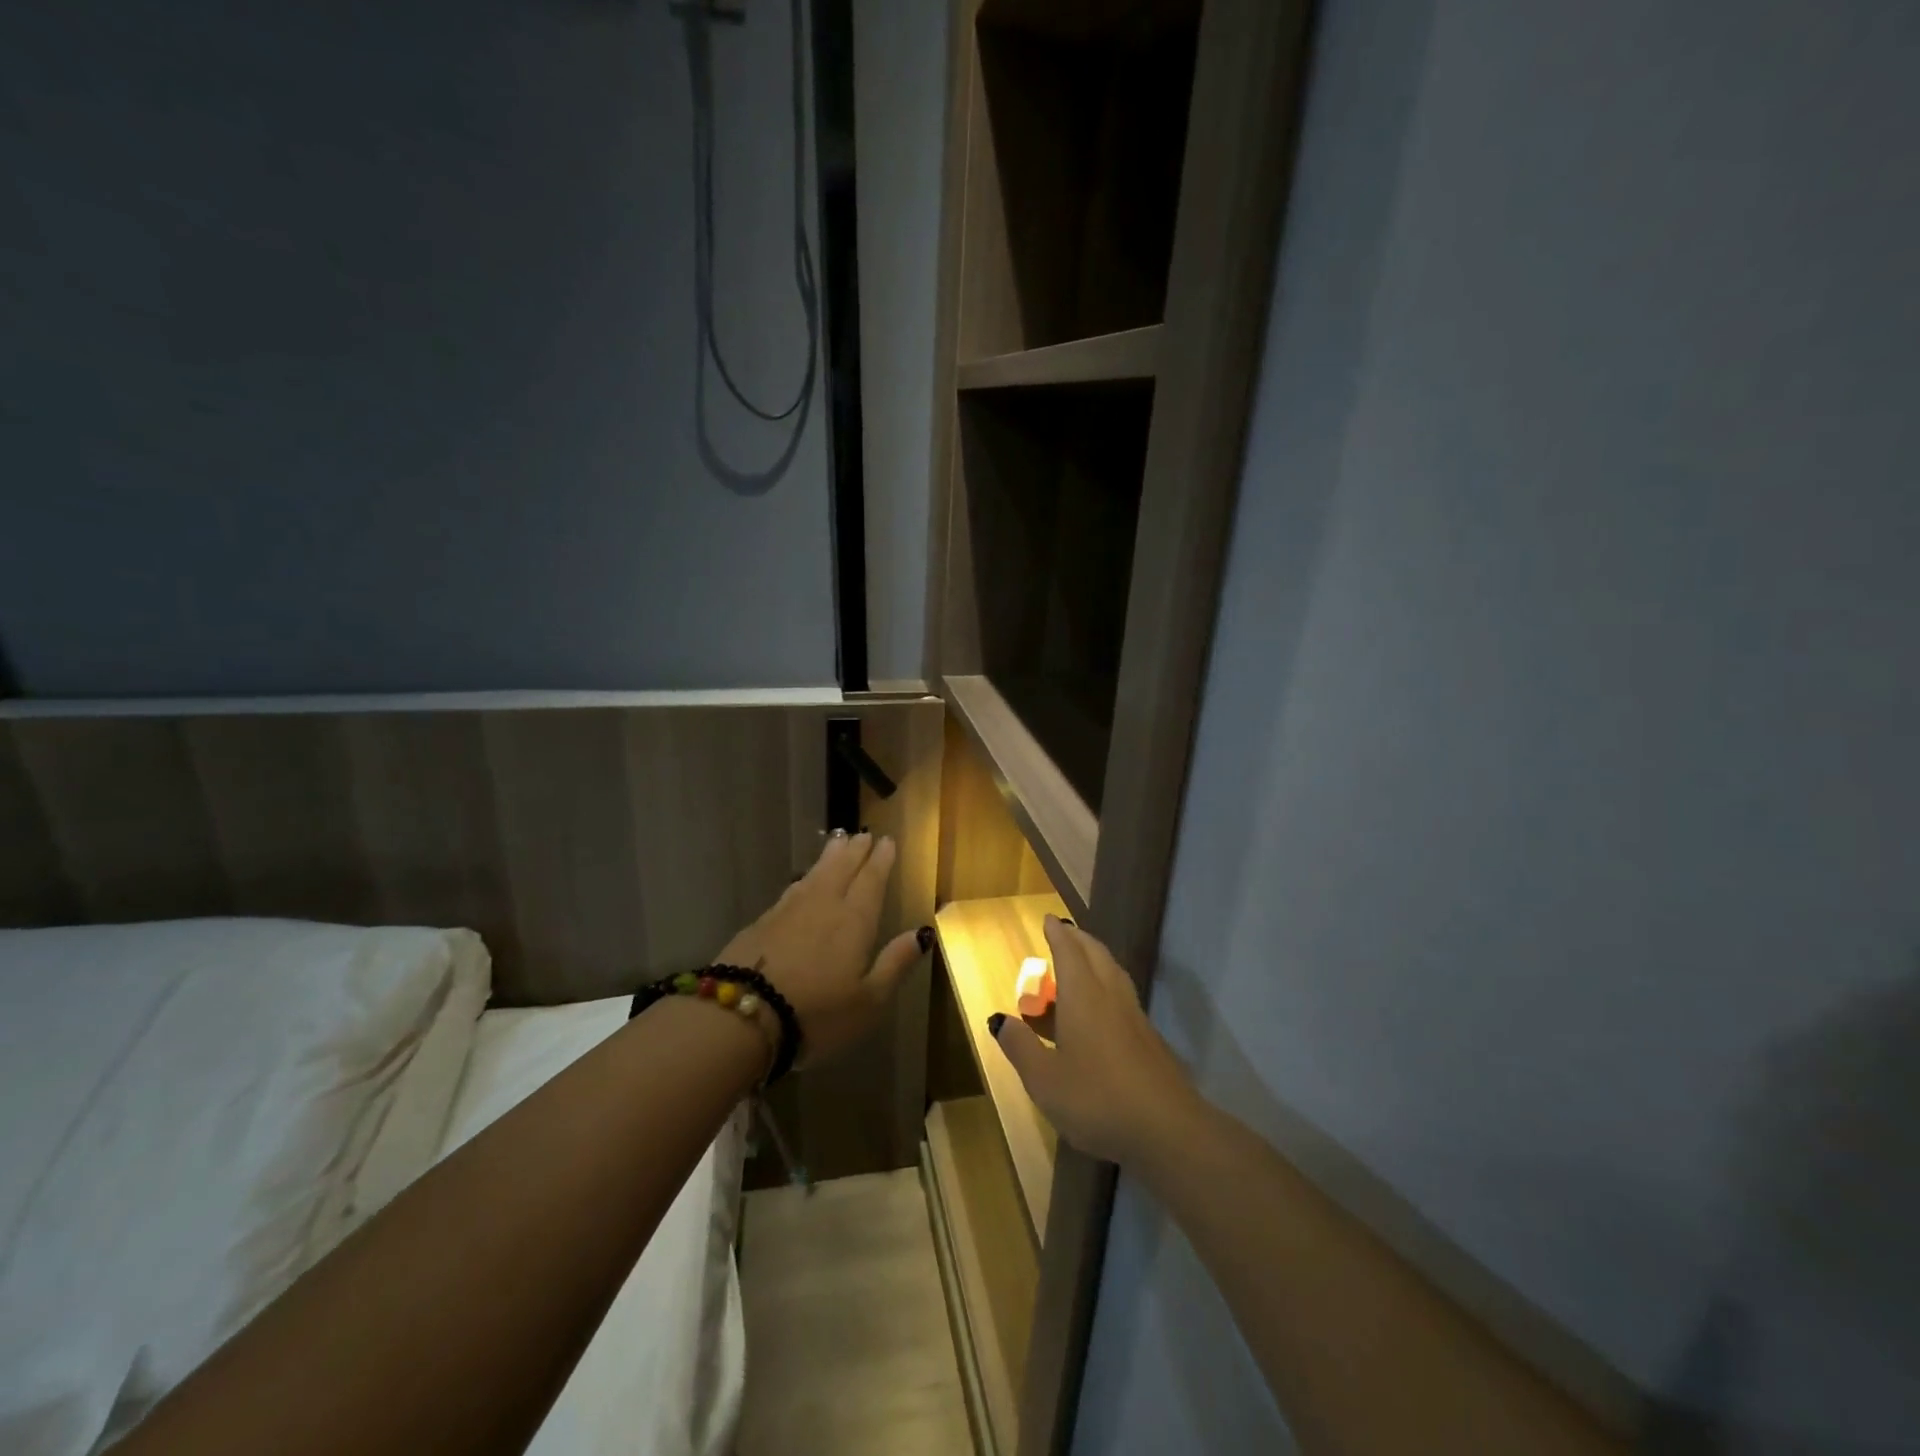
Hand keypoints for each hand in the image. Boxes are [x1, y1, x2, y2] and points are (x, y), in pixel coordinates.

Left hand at [716, 830, 928, 1066]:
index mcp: (854, 920)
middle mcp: (823, 905)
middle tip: (863, 834)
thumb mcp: (868, 1000)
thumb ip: (895, 963)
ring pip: (815, 874)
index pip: (871, 881)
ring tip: (837, 842)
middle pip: (842, 868)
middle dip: (855, 851)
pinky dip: (804, 879)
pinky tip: (802, 881)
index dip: (881, 860)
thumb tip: (922, 933)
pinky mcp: (761, 923)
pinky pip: (792, 890)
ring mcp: (788, 911)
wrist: (741, 1016)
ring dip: (829, 857)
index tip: (887, 840)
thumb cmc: (817, 1013)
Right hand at [992, 917, 1202, 1168]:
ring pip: (1114, 973)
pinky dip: (1108, 985)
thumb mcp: (1044, 1080)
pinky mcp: (1150, 1039)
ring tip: (1083, 961)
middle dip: (1079, 939)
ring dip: (1097, 958)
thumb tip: (1000, 1019)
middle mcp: (1110, 996)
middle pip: (1096, 954)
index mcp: (1083, 997)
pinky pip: (1123, 996)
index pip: (1069, 952)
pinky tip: (1103, 1008)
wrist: (1168, 1129)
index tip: (1050, 920)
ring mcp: (1135, 1017)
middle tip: (1064, 933)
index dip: (1058, 935)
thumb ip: (1020, 1047)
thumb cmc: (1097, 1099)